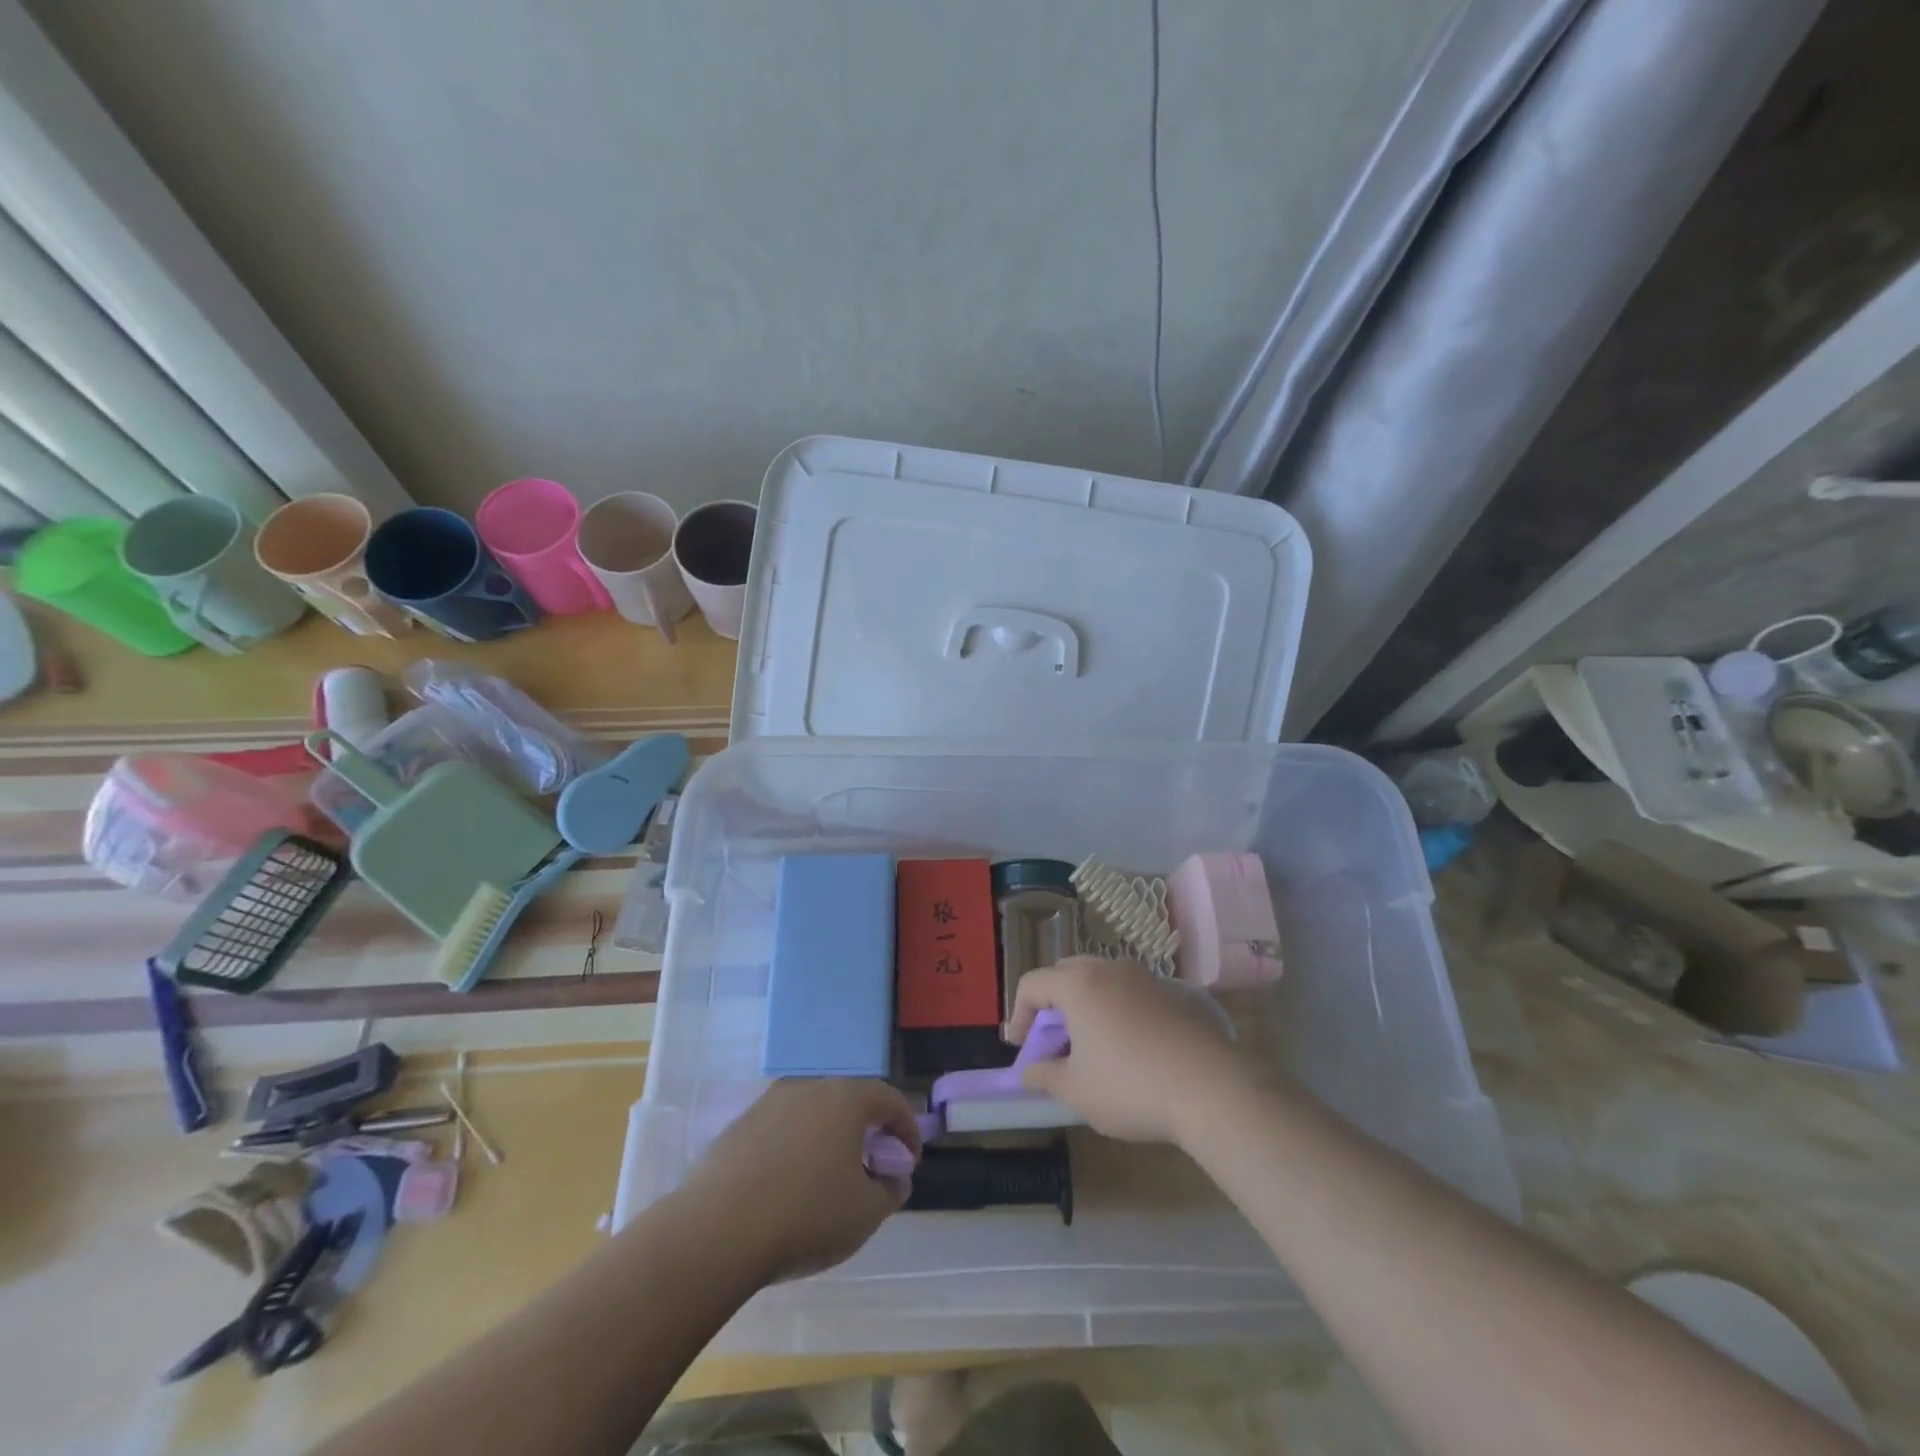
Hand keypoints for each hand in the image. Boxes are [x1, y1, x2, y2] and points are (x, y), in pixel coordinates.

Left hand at [677, 1078, 922, 1285]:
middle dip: (866, 1132)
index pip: (889, 1100)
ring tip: (829, 1179)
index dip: (906, 1129)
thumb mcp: (865, 1214)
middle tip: (872, 1168)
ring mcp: (769, 1103)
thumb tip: (894, 1178)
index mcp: (845, 1098)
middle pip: (849, 1101)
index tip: (909, 1161)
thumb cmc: (805, 1216)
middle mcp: (809, 1087)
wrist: (715, 1232)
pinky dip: (795, 1149)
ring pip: (812, 1113)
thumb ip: (890, 1191)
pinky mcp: (739, 1125)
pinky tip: (788, 1186)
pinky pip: (781, 1130)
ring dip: (828, 1139)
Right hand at [1008, 956, 1243, 1146]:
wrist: (1211, 1089)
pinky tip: (1128, 1048)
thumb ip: (1045, 1076)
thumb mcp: (1076, 1091)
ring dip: (1084, 1006)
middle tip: (1052, 1042)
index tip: (1020, 1049)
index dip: (1017, 1015)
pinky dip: (1116, 1011)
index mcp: (1078, 984)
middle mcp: (1109, 969)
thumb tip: (1029, 1072)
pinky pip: (1130, 993)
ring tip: (1089, 1045)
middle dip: (1051, 1005)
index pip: (1032, 984)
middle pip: (1065, 974)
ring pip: (1100, 980)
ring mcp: (1145, 978)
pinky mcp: (1173, 994)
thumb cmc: (1130, 1086)